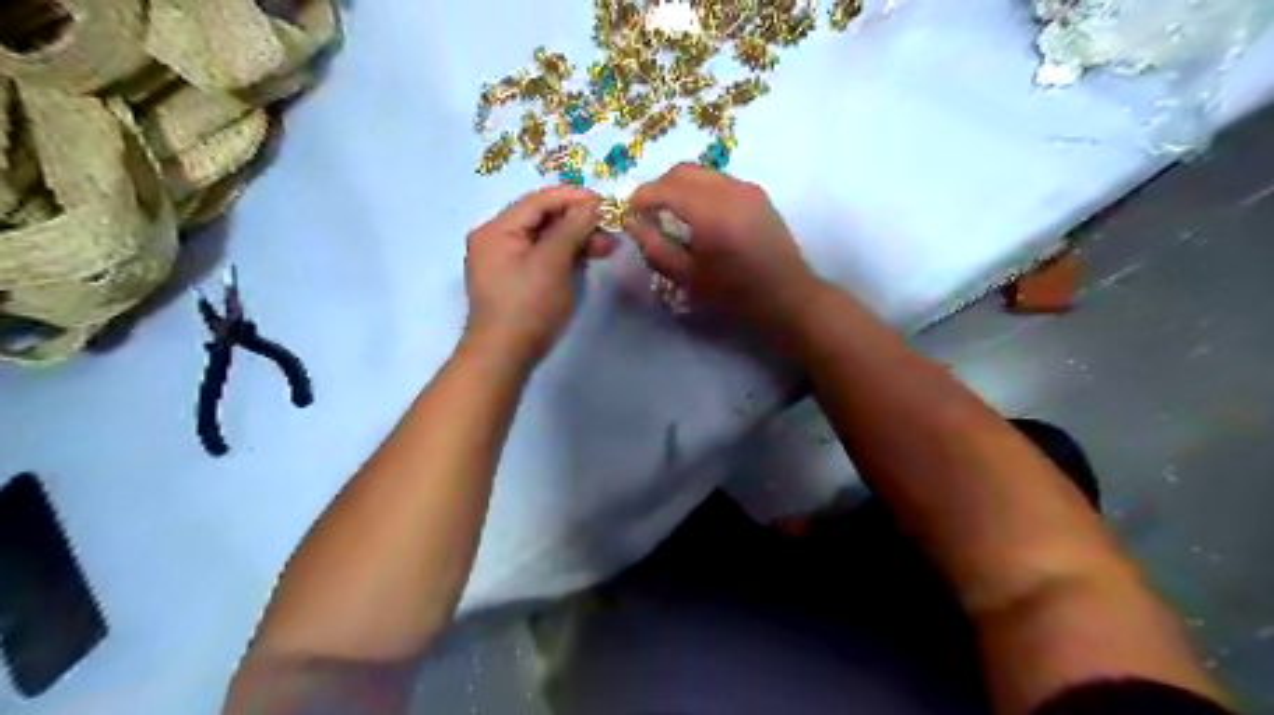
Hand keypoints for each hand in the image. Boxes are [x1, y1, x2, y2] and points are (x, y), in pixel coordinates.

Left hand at [468, 187, 612, 365]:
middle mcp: (496, 239)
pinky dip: (564, 256)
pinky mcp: (514, 281)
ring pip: (544, 239)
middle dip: (578, 222)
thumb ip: (572, 227)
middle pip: (541, 218)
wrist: (503, 356)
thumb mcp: (552, 262)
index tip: (607, 203)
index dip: (574, 197)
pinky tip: (586, 260)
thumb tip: (593, 205)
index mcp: (497, 229)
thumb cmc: (527, 306)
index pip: (539, 200)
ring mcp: (504, 261)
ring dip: (575, 239)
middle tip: (610, 231)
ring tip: (606, 248)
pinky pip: (541, 257)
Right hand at [625, 162, 825, 336]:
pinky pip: (719, 181)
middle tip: (648, 213)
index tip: (628, 213)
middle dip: (660, 187)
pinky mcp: (757, 194)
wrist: (787, 296)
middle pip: (683, 171)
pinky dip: (700, 190)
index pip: (665, 188)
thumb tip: (633, 224)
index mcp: (710, 211)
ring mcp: (747, 188)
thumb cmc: (735, 293)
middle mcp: (729, 190)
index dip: (641, 197)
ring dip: (680, 187)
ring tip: (672, 214)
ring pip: (702, 173)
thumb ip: (656, 248)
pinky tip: (699, 216)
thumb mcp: (688, 277)